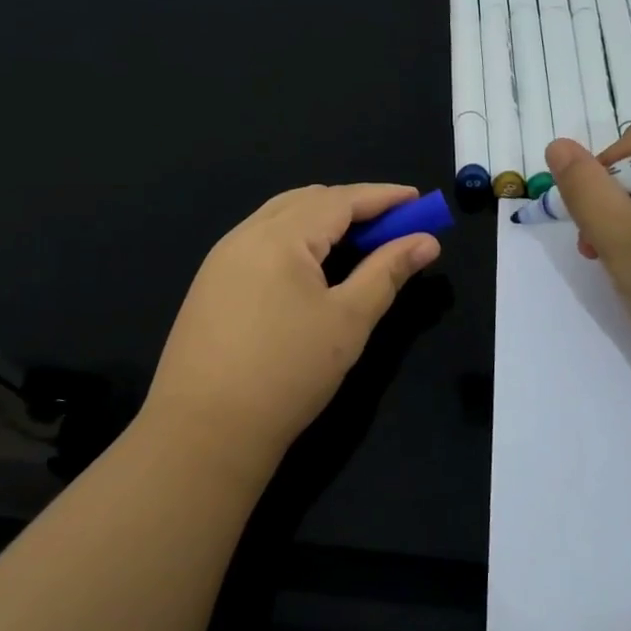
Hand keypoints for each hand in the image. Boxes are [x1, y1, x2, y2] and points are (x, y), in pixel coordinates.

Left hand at [141, 184, 440, 472]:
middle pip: (307, 201)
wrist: (203, 433)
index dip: (383, 197)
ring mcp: (221, 259)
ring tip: (358, 242)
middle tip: (393, 225)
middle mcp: (245, 235)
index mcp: (279, 236)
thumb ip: (387, 272)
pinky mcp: (210, 285)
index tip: (419, 199)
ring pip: (280, 218)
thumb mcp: (348, 321)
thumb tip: (427, 241)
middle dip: (353, 206)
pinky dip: (296, 240)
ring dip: (322, 221)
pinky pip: (261, 242)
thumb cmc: (287, 373)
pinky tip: (311, 268)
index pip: (340, 200)